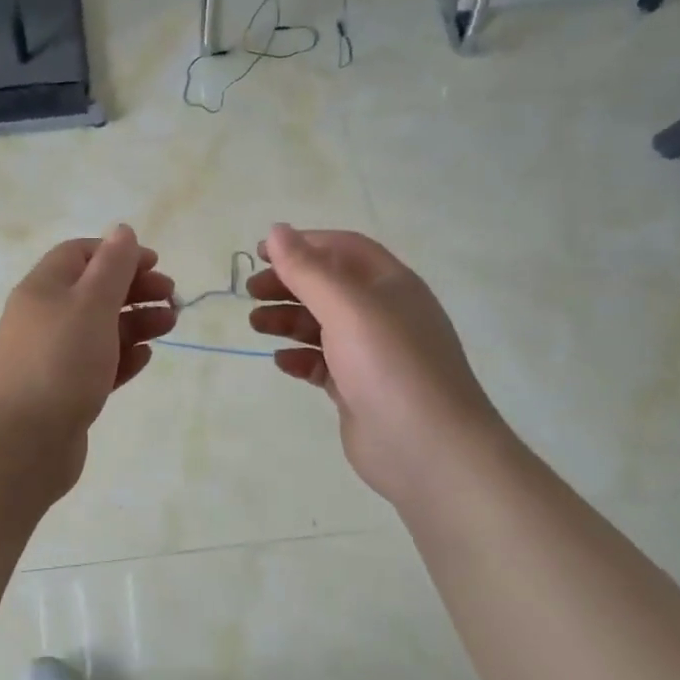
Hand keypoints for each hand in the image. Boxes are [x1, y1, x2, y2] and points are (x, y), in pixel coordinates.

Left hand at [0, 225, 176, 448]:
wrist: (21, 444)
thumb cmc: (59, 363)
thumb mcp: (91, 304)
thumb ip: (112, 266)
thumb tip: (123, 230)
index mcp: (43, 288)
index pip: (80, 254)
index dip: (118, 253)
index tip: (155, 264)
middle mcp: (44, 318)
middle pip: (94, 291)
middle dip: (135, 289)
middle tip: (172, 298)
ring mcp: (52, 357)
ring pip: (100, 328)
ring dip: (136, 321)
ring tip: (171, 325)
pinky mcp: (64, 392)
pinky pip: (98, 364)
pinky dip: (122, 356)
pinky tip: (145, 357)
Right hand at [248, 224, 508, 507]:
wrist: (429, 450)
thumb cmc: (389, 364)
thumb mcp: (346, 307)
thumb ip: (308, 269)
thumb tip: (277, 230)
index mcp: (389, 284)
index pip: (342, 249)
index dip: (302, 245)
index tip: (260, 253)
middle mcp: (383, 314)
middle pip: (328, 286)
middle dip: (288, 284)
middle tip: (250, 292)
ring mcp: (372, 354)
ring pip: (322, 325)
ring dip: (288, 320)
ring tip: (256, 325)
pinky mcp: (359, 389)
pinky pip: (323, 363)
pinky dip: (300, 358)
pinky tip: (282, 361)